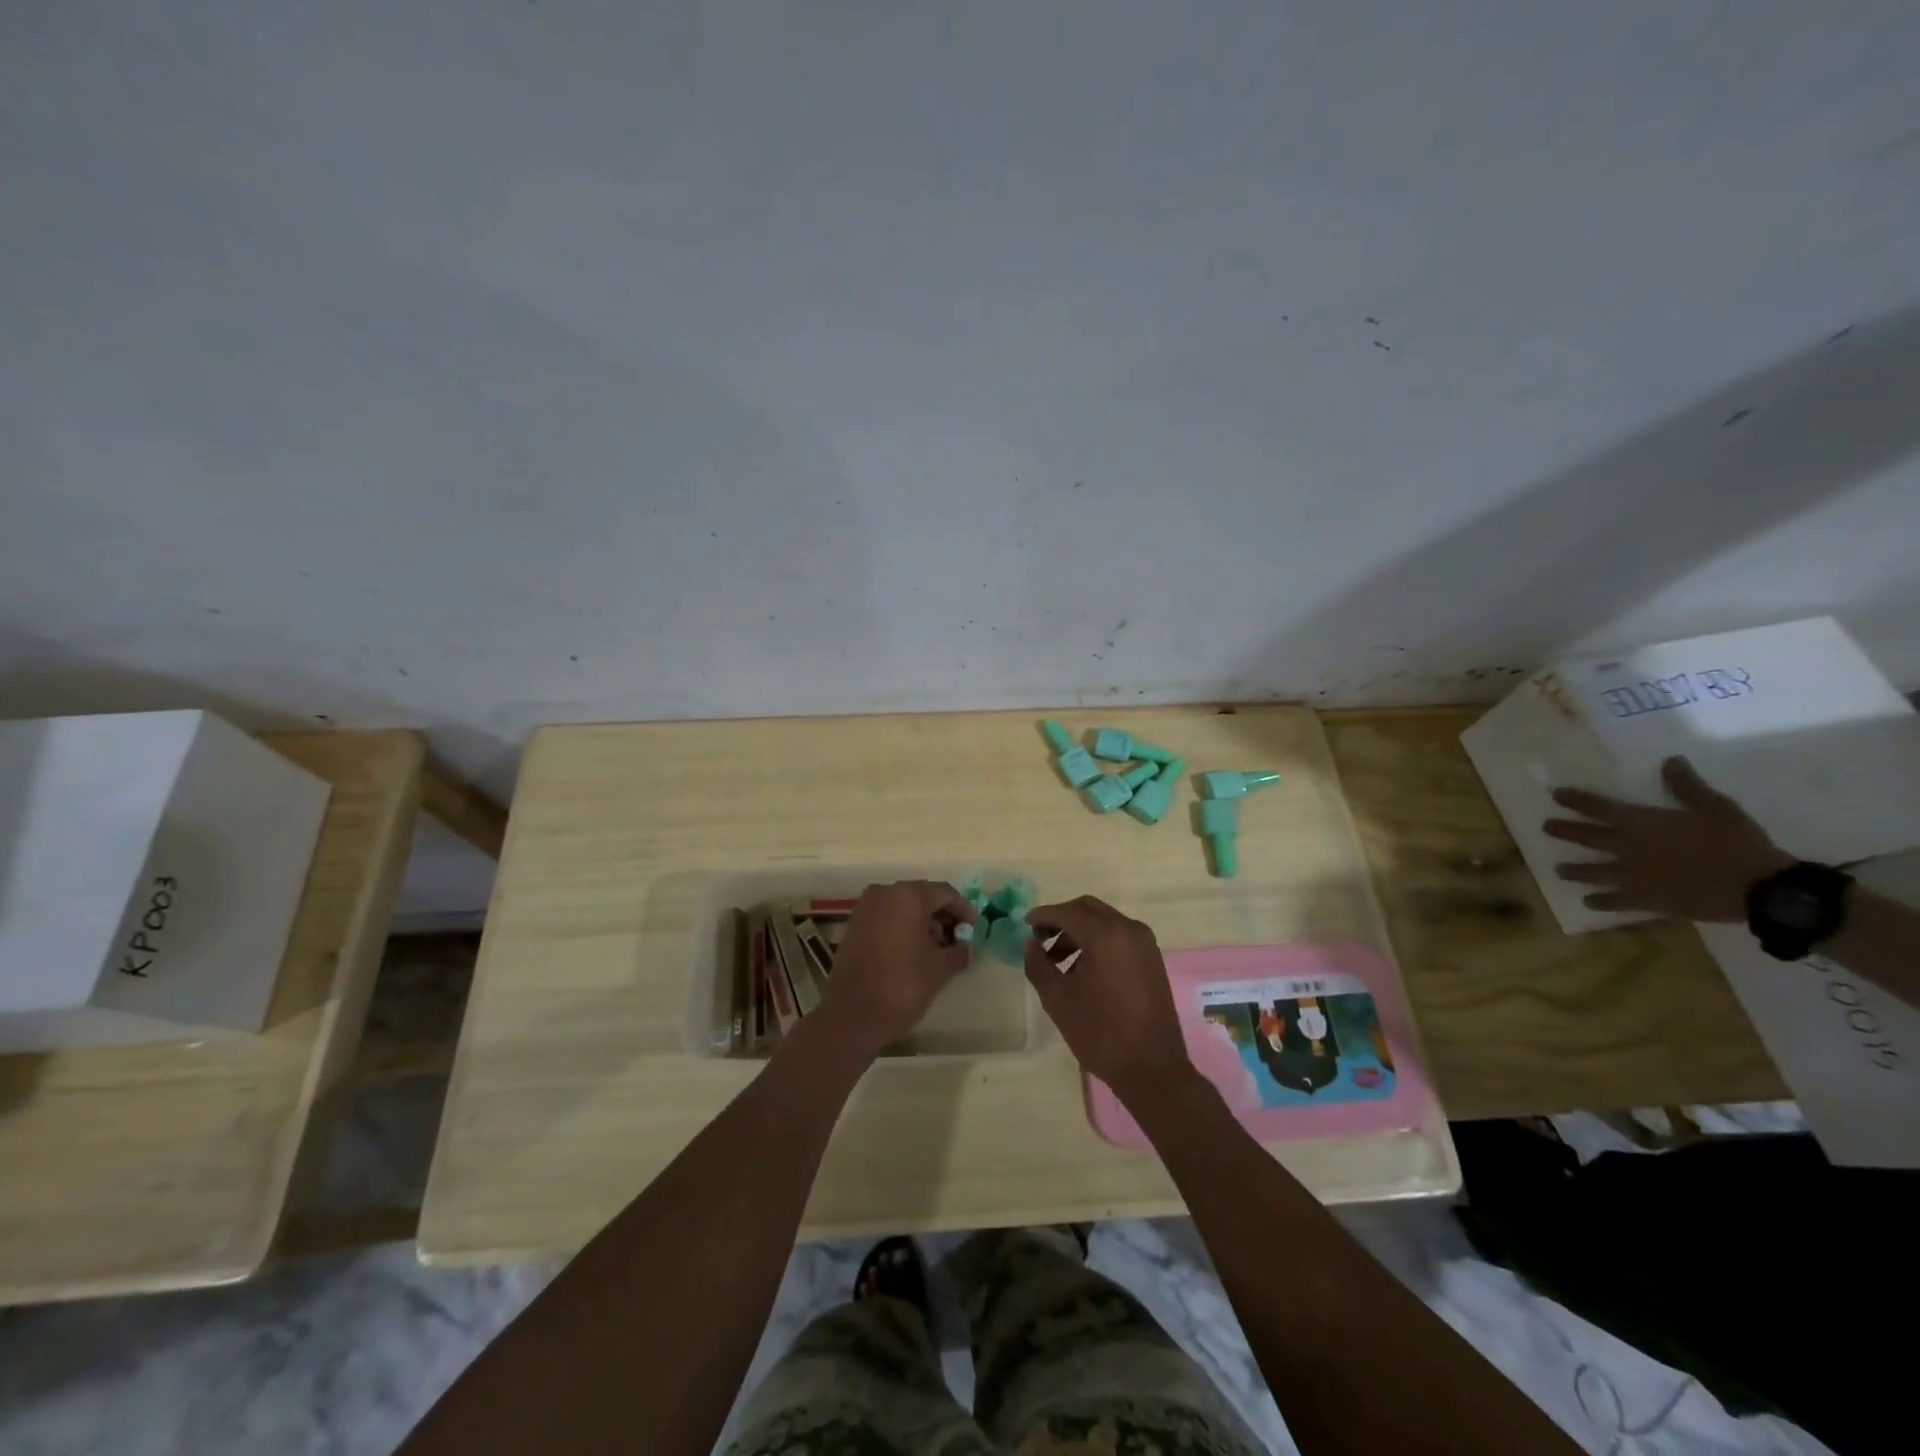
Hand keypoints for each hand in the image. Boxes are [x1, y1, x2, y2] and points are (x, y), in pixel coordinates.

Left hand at [817, 881, 973, 1054]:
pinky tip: (914, 953)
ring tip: (937, 950)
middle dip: (943, 917)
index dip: (964, 910)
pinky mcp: (854, 925)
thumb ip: (959, 951)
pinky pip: (887, 918)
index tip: (974, 930)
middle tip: (958, 940)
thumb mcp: (940, 969)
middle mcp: (885, 893)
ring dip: (924, 923)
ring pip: (904, 907)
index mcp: (908, 896)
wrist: (851, 1015)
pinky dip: (904, 928)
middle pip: (923, 896)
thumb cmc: (902, 985)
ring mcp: (866, 908)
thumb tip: (965, 947)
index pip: (945, 893)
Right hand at [1022, 895, 1193, 1100]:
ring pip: (1105, 921)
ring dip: (1079, 931)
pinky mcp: (1153, 959)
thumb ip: (1038, 965)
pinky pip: (1120, 936)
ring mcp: (1145, 943)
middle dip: (1062, 919)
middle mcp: (1128, 929)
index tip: (1025, 925)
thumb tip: (1030, 944)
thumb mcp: (1058, 1000)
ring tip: (1058, 961)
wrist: (1152, 1069)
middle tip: (1040, 939)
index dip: (1043, 916)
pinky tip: (1084, 969)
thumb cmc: (1100, 1033)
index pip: (1067, 912)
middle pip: (1087, 909)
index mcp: (1105, 935)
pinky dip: (1098, 941)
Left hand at [1543, 756, 1791, 921]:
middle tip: (1545, 828)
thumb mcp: (1716, 808)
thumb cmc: (1737, 844)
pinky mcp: (1649, 901)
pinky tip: (1588, 902)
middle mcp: (1629, 849)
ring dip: (1574, 870)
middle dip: (1564, 831)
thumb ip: (1687, 786)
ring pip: (1593, 871)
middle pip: (1587, 837)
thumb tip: (1670, 761)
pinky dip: (1601, 902)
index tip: (1555, 795)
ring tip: (1557, 870)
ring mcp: (1635, 877)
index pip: (1599, 807)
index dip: (1576, 800)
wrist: (1761, 889)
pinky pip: (1617, 902)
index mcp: (1642, 824)